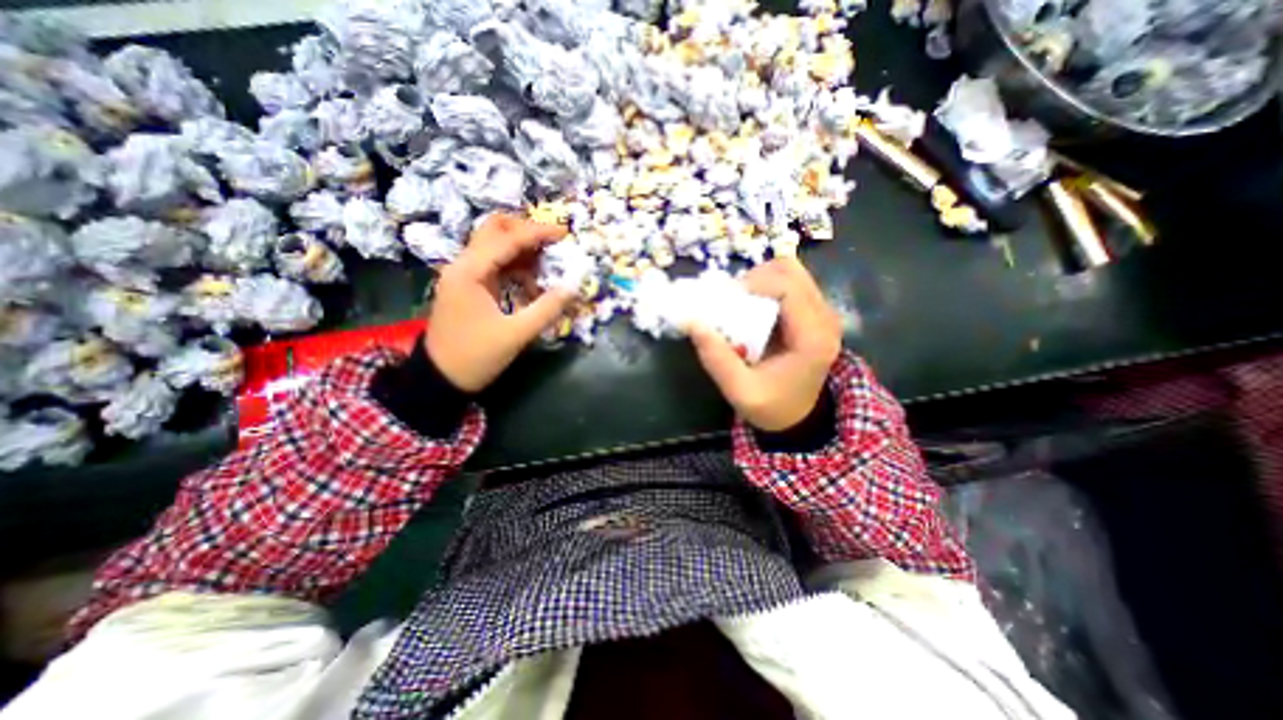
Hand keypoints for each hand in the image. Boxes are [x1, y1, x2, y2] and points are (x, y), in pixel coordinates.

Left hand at [428, 215, 572, 393]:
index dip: (537, 233)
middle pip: (495, 230)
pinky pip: (496, 266)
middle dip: (526, 232)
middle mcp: (464, 265)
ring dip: (523, 250)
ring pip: (495, 247)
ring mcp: (465, 275)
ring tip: (549, 265)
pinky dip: (517, 268)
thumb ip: (547, 308)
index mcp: (470, 272)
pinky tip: (533, 284)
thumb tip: (573, 287)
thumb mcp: (516, 334)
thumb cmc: (476, 356)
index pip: (507, 239)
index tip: (564, 233)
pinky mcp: (470, 287)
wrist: (440, 379)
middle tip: (554, 243)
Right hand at [692, 258, 843, 432]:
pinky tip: (753, 307)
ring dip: (761, 280)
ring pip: (791, 272)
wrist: (799, 418)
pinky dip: (767, 286)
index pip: (788, 287)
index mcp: (813, 338)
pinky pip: (791, 283)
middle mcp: (825, 318)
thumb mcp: (739, 391)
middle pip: (791, 271)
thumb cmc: (772, 407)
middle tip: (732, 300)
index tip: (726, 299)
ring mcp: (823, 313)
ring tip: (741, 302)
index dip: (754, 283)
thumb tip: (692, 321)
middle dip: (755, 278)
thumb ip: (716, 358)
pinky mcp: (815, 312)